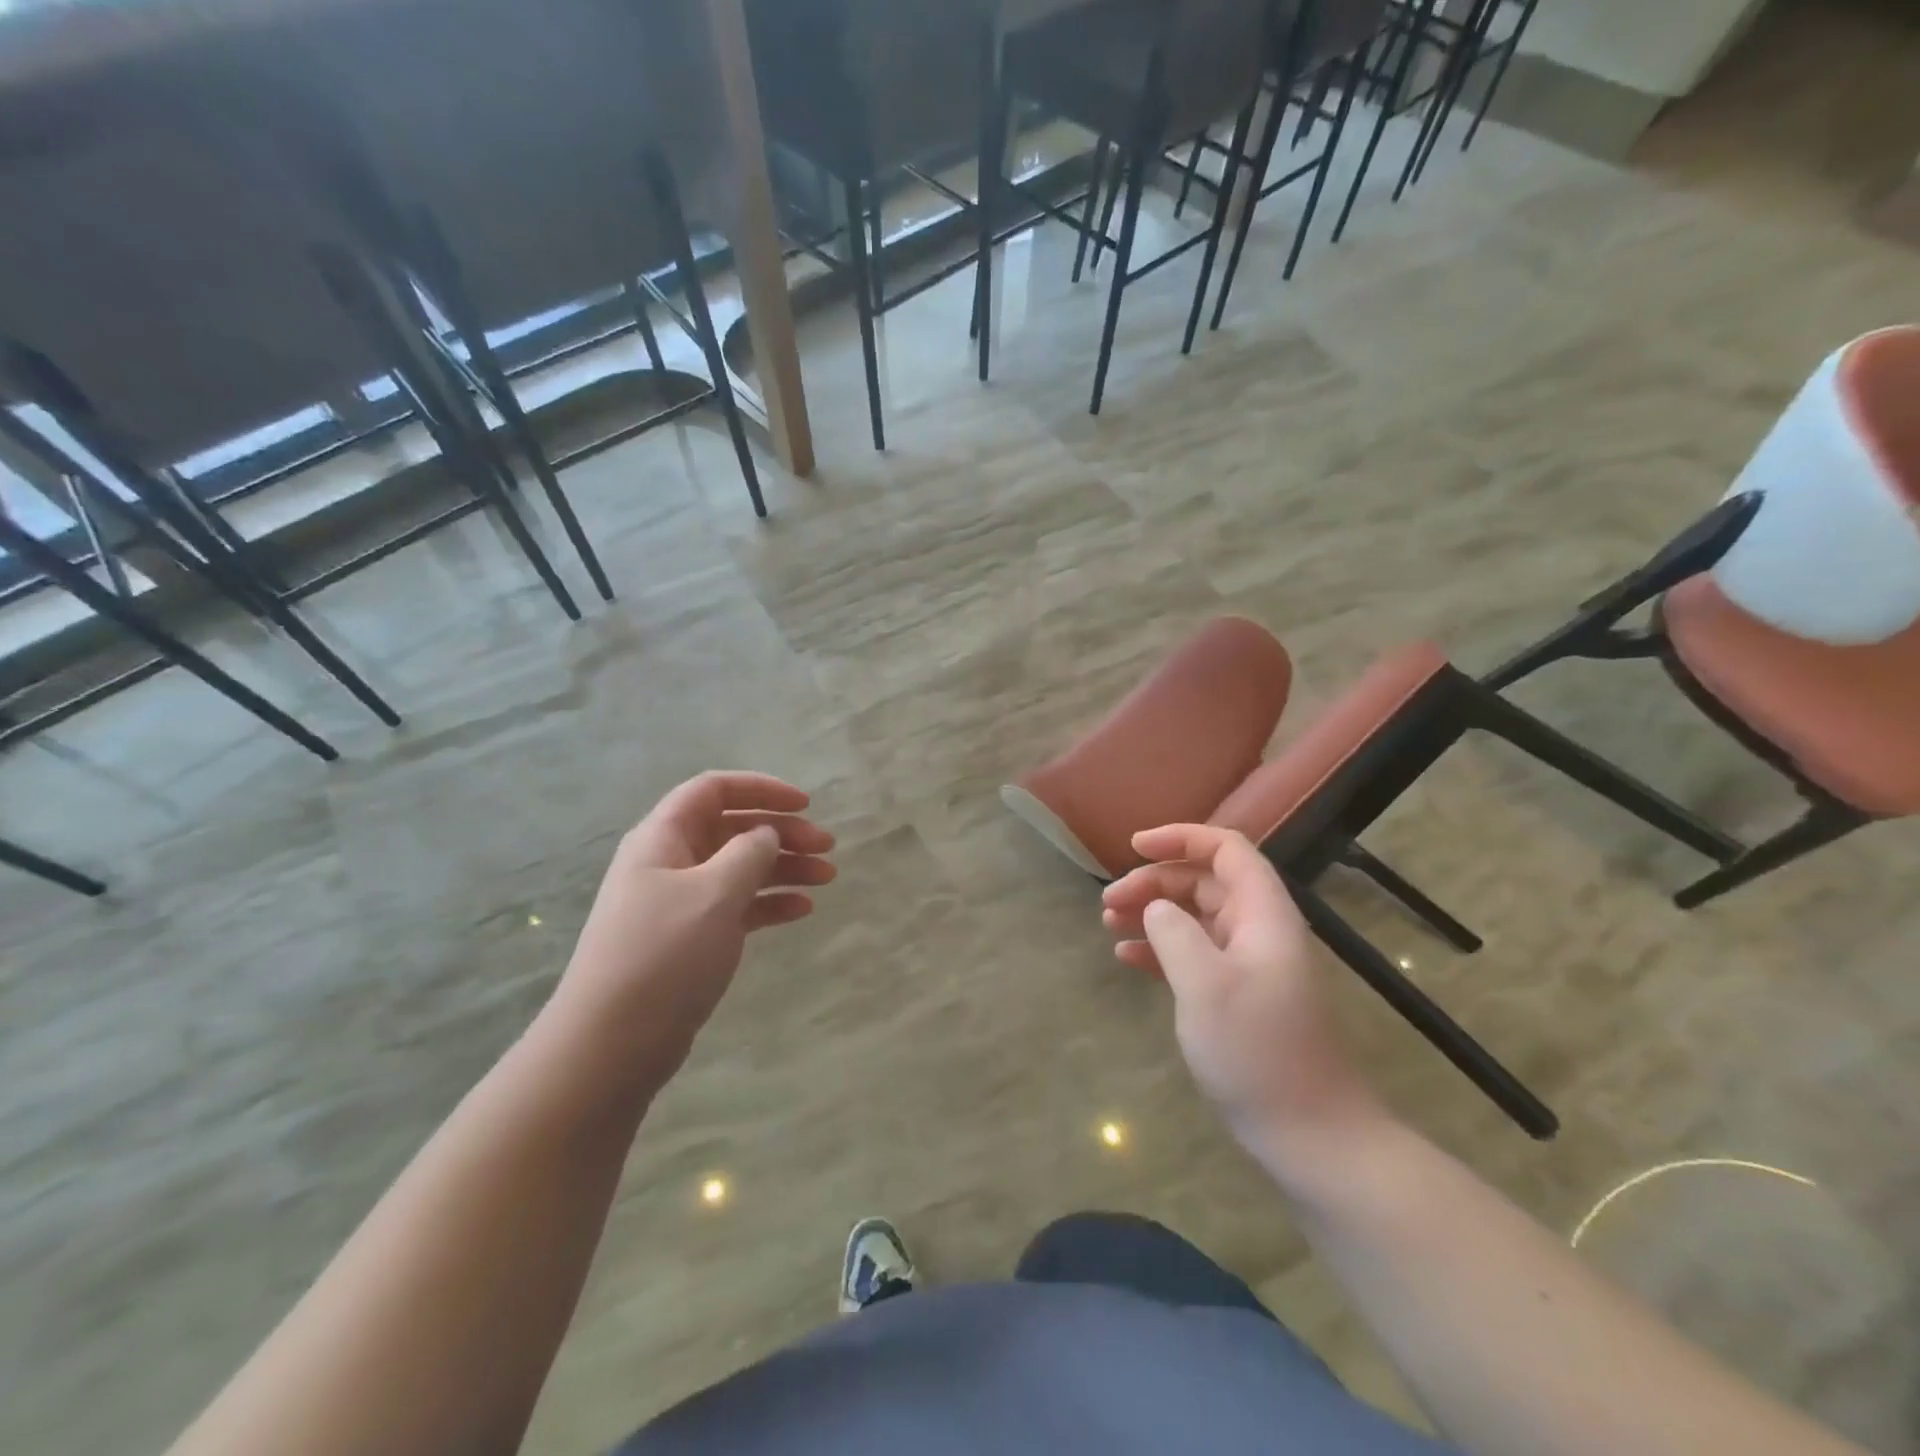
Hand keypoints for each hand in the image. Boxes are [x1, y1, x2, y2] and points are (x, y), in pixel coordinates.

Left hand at [550, 772, 834, 1080]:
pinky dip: (770, 903)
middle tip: (827, 847)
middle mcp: (671, 861)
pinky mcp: (691, 938)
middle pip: (733, 828)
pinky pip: (738, 906)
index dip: (761, 788)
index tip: (806, 804)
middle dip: (782, 832)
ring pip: (740, 868)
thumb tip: (766, 834)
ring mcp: (681, 902)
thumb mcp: (714, 893)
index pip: (714, 789)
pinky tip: (803, 910)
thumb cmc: (663, 955)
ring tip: (827, 878)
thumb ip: (749, 853)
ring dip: (784, 868)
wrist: (612, 1044)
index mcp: (663, 837)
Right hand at [1102, 825, 1382, 1151]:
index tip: (1135, 847)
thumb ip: (1174, 932)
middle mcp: (1257, 929)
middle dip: (1154, 882)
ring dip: (1151, 913)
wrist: (1309, 1133)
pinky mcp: (1236, 994)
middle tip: (1109, 902)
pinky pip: (1193, 953)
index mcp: (1262, 914)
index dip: (1181, 838)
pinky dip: (1160, 949)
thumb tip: (1156, 908)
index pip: (1225, 849)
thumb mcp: (1205, 984)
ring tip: (1108, 923)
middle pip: (1203, 881)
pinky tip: (1127, 959)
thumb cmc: (1257, 1050)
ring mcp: (1248, 963)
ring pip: (1194, 917)